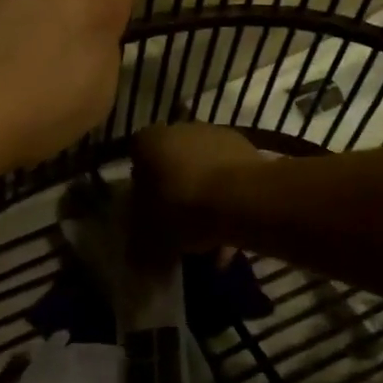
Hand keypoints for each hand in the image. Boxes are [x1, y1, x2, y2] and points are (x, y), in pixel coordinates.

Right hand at [131, 122, 263, 254]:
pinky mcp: (245, 147)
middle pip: (171, 164)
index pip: (136, 162)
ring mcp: (214, 134)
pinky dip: (228, 198)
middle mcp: (179, 128)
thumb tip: (137, 254)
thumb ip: (139, 242)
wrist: (242, 198)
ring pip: (202, 170)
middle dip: (175, 192)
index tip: (150, 215)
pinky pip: (228, 176)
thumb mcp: (148, 235)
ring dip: (204, 197)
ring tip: (211, 236)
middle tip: (179, 225)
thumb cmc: (183, 209)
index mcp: (148, 141)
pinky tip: (233, 229)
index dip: (141, 190)